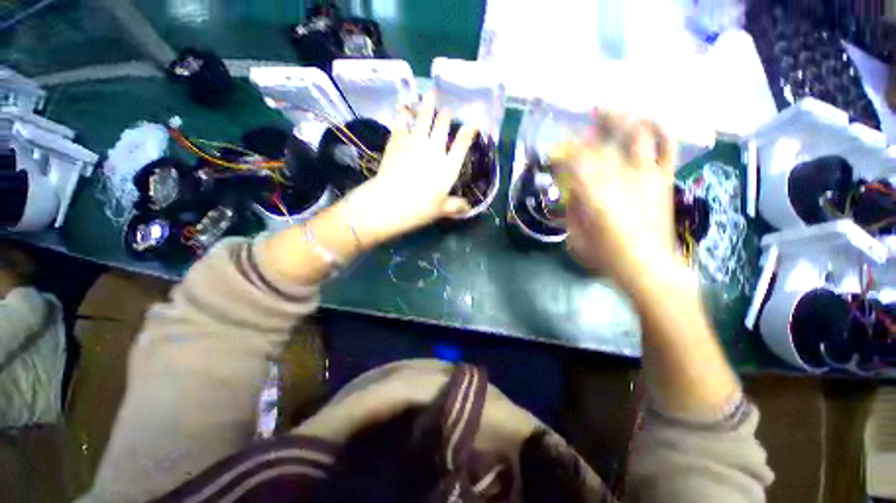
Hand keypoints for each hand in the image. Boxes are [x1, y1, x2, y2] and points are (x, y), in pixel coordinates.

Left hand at [347, 93, 476, 245]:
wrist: (390, 202)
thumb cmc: (420, 208)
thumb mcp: (442, 210)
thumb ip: (456, 206)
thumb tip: (468, 207)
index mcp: (448, 166)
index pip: (462, 144)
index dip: (469, 131)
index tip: (473, 124)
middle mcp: (434, 149)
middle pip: (443, 125)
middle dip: (446, 115)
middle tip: (447, 109)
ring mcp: (415, 142)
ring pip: (423, 118)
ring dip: (428, 104)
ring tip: (430, 93)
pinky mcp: (397, 141)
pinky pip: (401, 122)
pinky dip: (402, 112)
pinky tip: (403, 106)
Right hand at [554, 111, 679, 288]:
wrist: (649, 269)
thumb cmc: (607, 257)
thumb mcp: (576, 237)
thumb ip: (572, 210)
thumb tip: (571, 190)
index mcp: (596, 197)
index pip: (576, 163)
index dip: (563, 153)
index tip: (554, 150)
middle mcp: (623, 180)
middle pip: (607, 142)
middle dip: (591, 127)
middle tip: (581, 117)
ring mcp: (647, 178)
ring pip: (639, 136)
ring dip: (624, 119)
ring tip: (612, 110)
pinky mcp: (663, 181)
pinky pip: (666, 149)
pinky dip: (659, 131)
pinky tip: (648, 122)